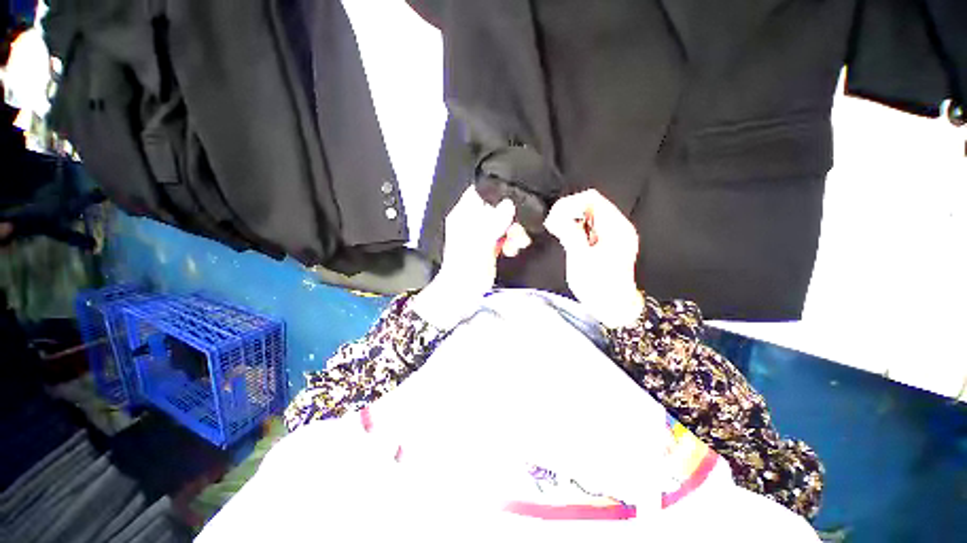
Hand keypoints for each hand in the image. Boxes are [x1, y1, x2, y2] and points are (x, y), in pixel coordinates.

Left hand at [412, 186, 529, 327]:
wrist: (462, 296)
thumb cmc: (466, 269)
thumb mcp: (480, 244)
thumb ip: (493, 223)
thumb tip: (508, 204)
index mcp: (463, 216)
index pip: (480, 193)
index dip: (496, 195)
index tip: (513, 203)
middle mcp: (472, 222)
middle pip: (496, 209)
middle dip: (510, 218)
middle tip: (517, 232)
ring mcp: (481, 234)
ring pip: (502, 223)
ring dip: (513, 231)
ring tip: (517, 245)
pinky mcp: (489, 246)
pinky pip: (503, 236)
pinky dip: (511, 241)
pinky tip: (513, 250)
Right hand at [544, 189, 643, 327]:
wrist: (613, 307)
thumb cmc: (598, 286)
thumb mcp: (581, 258)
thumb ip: (570, 232)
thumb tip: (557, 215)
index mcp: (615, 227)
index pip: (591, 198)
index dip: (569, 204)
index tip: (554, 217)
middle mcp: (618, 227)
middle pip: (591, 204)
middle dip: (569, 212)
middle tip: (554, 226)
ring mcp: (615, 235)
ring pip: (589, 215)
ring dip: (572, 221)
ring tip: (559, 232)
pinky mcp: (609, 243)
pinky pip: (591, 227)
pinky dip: (577, 229)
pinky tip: (569, 239)